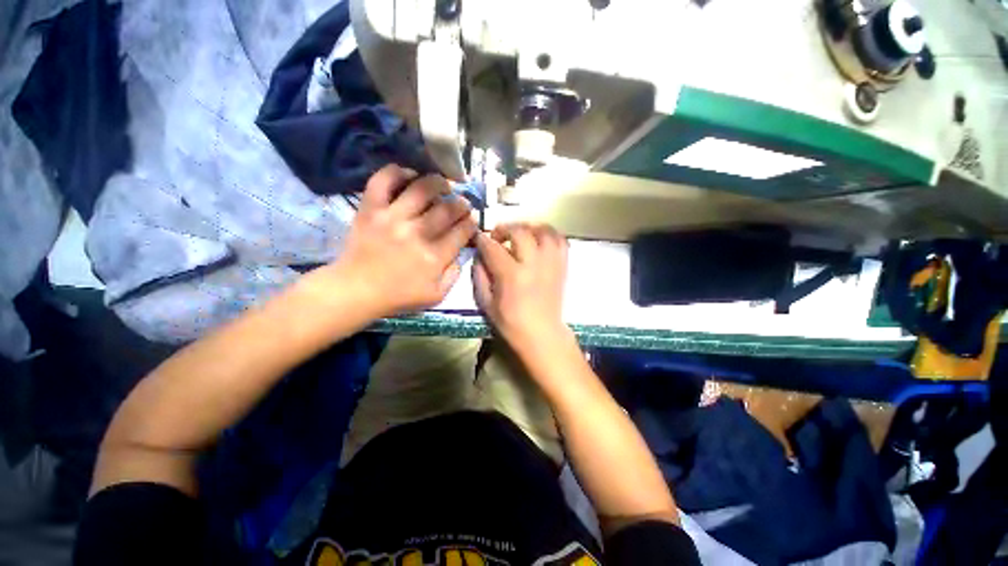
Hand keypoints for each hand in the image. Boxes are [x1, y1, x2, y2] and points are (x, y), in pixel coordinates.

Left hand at [325, 165, 476, 316]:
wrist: (356, 290)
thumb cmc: (398, 296)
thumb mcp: (436, 296)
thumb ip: (454, 275)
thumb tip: (462, 253)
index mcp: (434, 257)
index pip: (462, 231)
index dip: (471, 222)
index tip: (472, 219)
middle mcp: (417, 233)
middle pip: (448, 209)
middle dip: (461, 203)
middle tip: (463, 203)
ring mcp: (392, 218)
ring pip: (422, 189)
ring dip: (438, 183)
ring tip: (443, 185)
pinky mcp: (371, 209)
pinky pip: (383, 181)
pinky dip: (397, 172)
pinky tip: (410, 175)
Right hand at [473, 223, 570, 354]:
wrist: (542, 334)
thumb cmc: (511, 323)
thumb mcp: (486, 304)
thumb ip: (480, 277)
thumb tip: (479, 256)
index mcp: (511, 275)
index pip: (493, 248)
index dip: (483, 240)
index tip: (478, 238)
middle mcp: (533, 264)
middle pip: (520, 232)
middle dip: (505, 228)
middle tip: (498, 236)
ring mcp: (551, 263)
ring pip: (543, 231)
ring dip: (529, 227)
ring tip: (520, 234)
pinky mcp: (562, 266)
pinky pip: (560, 241)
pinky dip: (549, 235)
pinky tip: (539, 240)